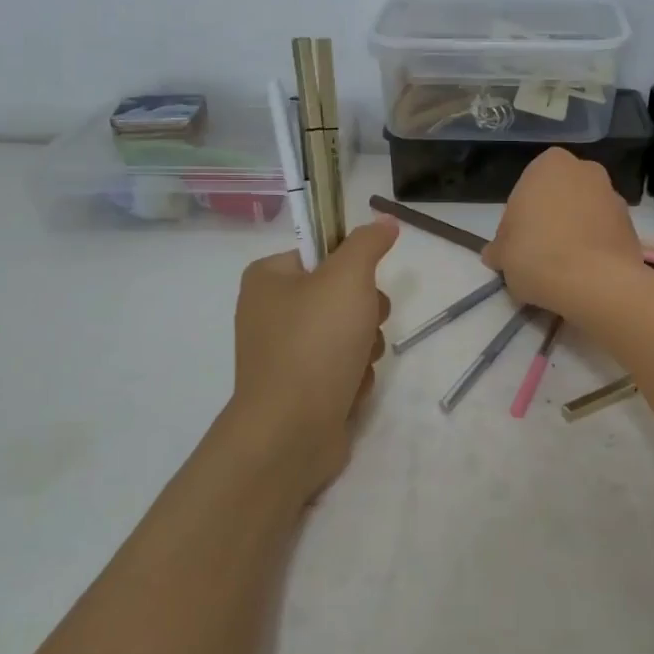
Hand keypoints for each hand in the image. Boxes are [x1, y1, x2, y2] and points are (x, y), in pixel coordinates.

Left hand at [229, 217, 397, 501]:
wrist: (291, 431)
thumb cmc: (316, 343)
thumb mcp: (348, 278)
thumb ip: (368, 243)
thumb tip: (384, 221)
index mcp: (268, 278)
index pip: (323, 253)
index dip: (352, 267)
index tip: (364, 283)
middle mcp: (270, 312)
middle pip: (340, 295)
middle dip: (364, 313)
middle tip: (364, 325)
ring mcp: (284, 353)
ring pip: (348, 333)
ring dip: (364, 347)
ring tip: (356, 364)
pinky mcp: (300, 388)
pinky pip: (341, 367)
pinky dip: (353, 376)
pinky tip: (348, 390)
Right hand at [483, 148, 643, 317]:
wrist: (596, 283)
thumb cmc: (537, 255)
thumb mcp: (502, 253)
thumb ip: (499, 248)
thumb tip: (496, 253)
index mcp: (550, 164)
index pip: (525, 190)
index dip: (517, 221)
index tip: (514, 247)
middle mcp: (586, 170)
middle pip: (558, 198)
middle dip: (548, 221)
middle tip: (536, 255)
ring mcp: (614, 196)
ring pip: (583, 214)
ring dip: (573, 234)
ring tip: (561, 269)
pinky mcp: (632, 225)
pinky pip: (603, 234)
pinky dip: (594, 248)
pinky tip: (582, 273)